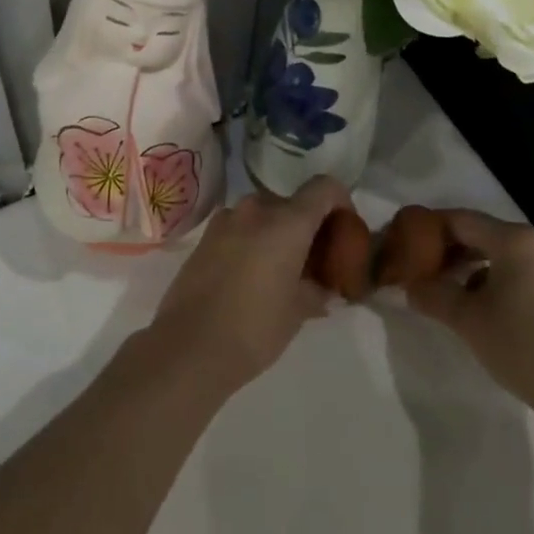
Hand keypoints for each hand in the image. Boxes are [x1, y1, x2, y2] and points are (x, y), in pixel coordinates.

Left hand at [147, 176, 349, 394]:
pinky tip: (252, 277)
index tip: (344, 230)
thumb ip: (317, 289)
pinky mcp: (205, 235)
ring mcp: (226, 219)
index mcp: (287, 221)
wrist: (188, 346)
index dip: (341, 202)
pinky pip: (241, 228)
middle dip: (307, 227)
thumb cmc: (254, 328)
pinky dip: (254, 241)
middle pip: (293, 203)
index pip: (324, 188)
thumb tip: (324, 287)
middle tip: (314, 262)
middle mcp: (256, 209)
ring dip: (278, 234)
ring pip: (265, 215)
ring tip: (282, 272)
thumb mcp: (298, 312)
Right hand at [406, 209, 533, 430]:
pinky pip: (518, 269)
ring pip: (500, 253)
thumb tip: (409, 286)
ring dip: (470, 266)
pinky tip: (480, 305)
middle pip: (480, 233)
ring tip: (445, 289)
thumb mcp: (468, 321)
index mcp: (514, 239)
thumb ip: (433, 295)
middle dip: (448, 249)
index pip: (459, 219)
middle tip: (420, 268)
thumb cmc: (524, 348)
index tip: (405, 244)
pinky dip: (494, 278)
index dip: (428, 229)